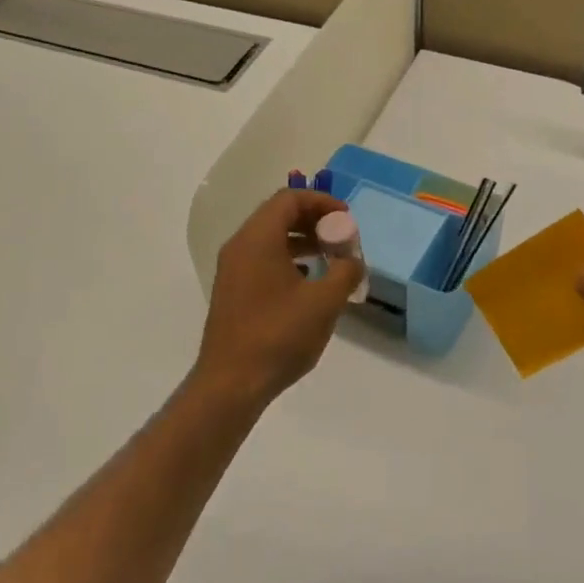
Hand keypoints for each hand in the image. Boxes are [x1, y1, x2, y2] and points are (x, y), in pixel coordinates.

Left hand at [189, 189, 366, 410]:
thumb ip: (345, 272)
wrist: (231, 383)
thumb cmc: (278, 336)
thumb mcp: (324, 302)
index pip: (289, 199)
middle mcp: (240, 246)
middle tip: (342, 238)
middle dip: (314, 220)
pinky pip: (262, 260)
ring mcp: (232, 269)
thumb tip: (353, 260)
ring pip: (270, 238)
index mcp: (258, 239)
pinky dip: (287, 260)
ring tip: (331, 259)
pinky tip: (308, 283)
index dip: (322, 202)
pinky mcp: (232, 291)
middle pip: (278, 215)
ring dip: (302, 241)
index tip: (347, 219)